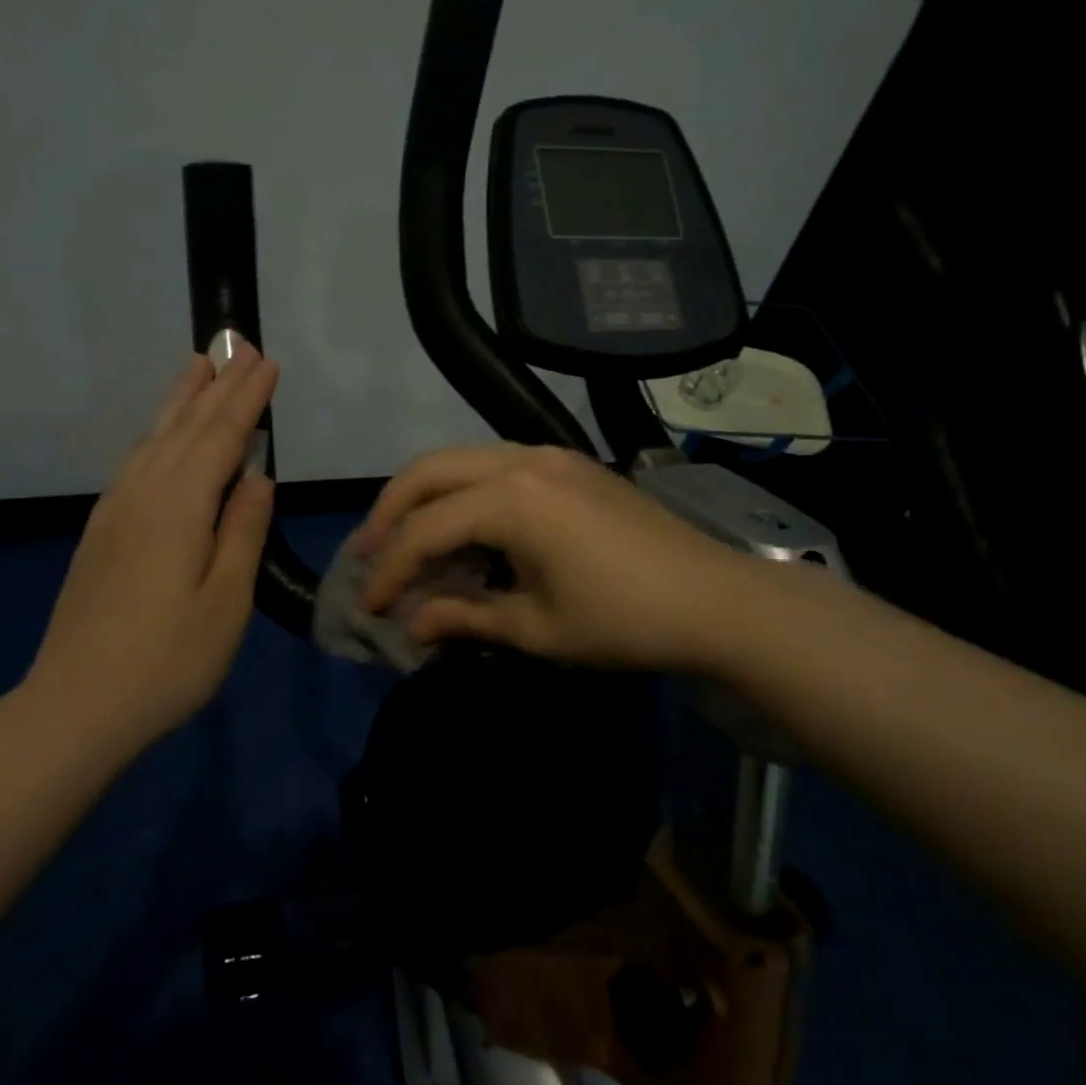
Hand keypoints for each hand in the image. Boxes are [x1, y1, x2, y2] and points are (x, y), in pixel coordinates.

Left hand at [18, 347, 278, 750]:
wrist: (75, 705)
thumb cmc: (167, 661)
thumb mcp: (225, 603)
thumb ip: (243, 532)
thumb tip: (259, 477)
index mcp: (180, 507)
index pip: (221, 437)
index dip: (247, 399)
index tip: (268, 363)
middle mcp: (143, 494)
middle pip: (187, 427)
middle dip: (218, 386)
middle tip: (240, 346)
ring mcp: (115, 511)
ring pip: (154, 438)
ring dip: (181, 399)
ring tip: (199, 365)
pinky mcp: (101, 531)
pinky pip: (135, 461)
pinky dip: (156, 434)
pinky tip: (161, 435)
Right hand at [355, 444, 752, 673]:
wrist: (717, 600)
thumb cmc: (624, 621)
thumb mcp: (536, 629)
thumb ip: (464, 617)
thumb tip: (411, 625)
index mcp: (512, 499)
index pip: (426, 530)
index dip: (390, 569)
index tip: (369, 605)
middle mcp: (522, 460)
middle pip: (429, 471)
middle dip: (389, 511)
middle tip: (368, 553)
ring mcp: (549, 455)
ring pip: (461, 459)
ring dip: (425, 495)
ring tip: (405, 537)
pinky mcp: (569, 463)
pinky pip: (495, 464)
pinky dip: (464, 491)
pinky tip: (464, 527)